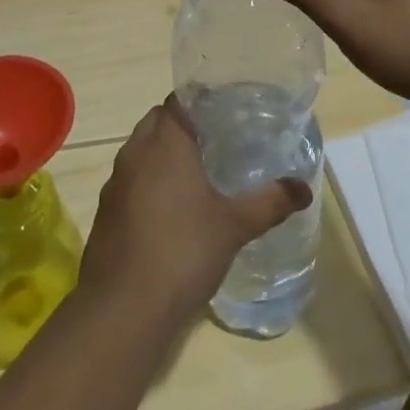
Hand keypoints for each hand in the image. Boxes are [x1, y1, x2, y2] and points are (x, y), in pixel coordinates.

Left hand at [79, 96, 311, 321]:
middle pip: (157, 121)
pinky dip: (147, 182)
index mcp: (166, 143)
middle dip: (182, 125)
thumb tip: (304, 188)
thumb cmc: (183, 252)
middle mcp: (136, 152)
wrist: (123, 308)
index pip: (177, 100)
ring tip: (195, 173)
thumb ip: (270, 202)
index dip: (199, 100)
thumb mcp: (234, 226)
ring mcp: (116, 182)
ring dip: (162, 153)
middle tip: (215, 140)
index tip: (224, 110)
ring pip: (140, 150)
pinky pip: (130, 180)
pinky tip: (169, 209)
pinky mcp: (106, 211)